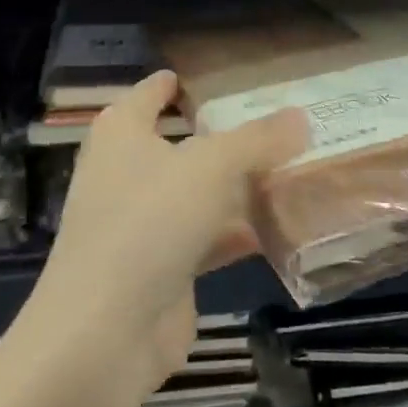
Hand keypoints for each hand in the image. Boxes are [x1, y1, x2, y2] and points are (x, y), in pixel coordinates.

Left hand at [20, 72, 308, 395]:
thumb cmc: (148, 222)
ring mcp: (144, 224)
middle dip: (227, 136)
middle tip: (279, 122)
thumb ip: (257, 140)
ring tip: (294, 168)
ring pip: (200, 193)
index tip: (214, 76)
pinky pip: (209, 238)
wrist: (106, 330)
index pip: (149, 94)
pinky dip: (240, 231)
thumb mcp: (210, 166)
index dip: (177, 83)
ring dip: (240, 186)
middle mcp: (128, 173)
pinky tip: (284, 226)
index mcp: (122, 134)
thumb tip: (300, 116)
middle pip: (183, 144)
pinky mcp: (163, 267)